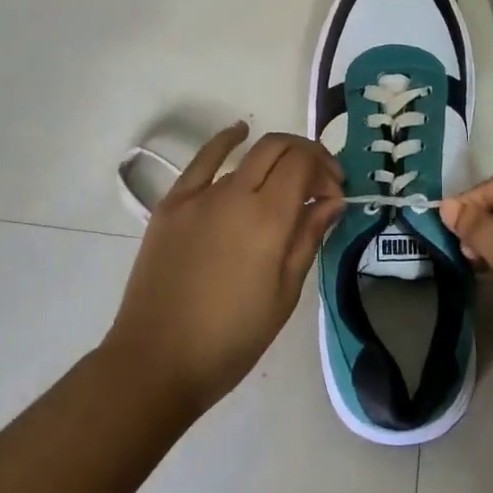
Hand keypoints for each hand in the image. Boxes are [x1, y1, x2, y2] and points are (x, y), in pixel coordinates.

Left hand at [104, 123, 343, 415]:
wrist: (157, 361)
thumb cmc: (231, 338)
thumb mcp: (285, 293)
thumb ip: (308, 237)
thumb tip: (332, 200)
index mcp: (267, 219)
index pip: (303, 164)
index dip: (325, 169)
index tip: (335, 193)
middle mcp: (234, 194)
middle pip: (278, 148)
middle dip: (306, 154)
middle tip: (319, 181)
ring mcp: (199, 195)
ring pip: (246, 154)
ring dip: (275, 156)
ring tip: (286, 173)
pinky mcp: (172, 203)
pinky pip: (202, 160)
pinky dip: (225, 141)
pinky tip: (239, 131)